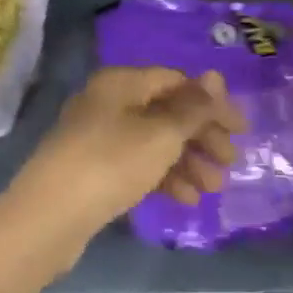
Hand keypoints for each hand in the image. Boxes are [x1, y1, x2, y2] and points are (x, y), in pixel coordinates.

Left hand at [8, 66, 245, 244]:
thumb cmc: (112, 163)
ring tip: (213, 188)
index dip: (212, 103)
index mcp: (121, 83)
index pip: (176, 81)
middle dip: (201, 137)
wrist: (50, 216)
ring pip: (153, 142)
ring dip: (187, 162)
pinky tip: (186, 199)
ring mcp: (97, 138)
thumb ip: (192, 108)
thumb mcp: (161, 134)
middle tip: (230, 162)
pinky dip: (163, 177)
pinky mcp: (93, 170)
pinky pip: (137, 165)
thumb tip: (215, 77)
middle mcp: (108, 103)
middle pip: (166, 112)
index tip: (241, 131)